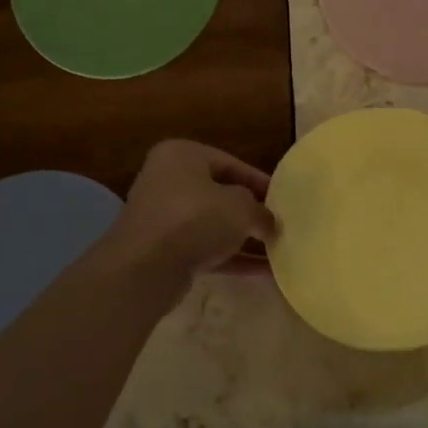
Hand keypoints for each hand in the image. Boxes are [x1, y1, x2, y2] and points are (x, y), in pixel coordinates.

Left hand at [104, 139, 276, 293]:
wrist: (144, 267)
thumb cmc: (194, 218)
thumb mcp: (240, 207)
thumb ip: (260, 211)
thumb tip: (268, 224)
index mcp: (182, 155)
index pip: (231, 164)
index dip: (260, 182)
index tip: (283, 200)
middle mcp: (168, 181)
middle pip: (220, 194)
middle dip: (251, 212)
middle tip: (278, 225)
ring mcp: (163, 217)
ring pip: (212, 224)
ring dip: (243, 239)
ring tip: (276, 250)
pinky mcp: (163, 250)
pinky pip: (204, 249)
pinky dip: (231, 258)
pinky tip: (262, 271)